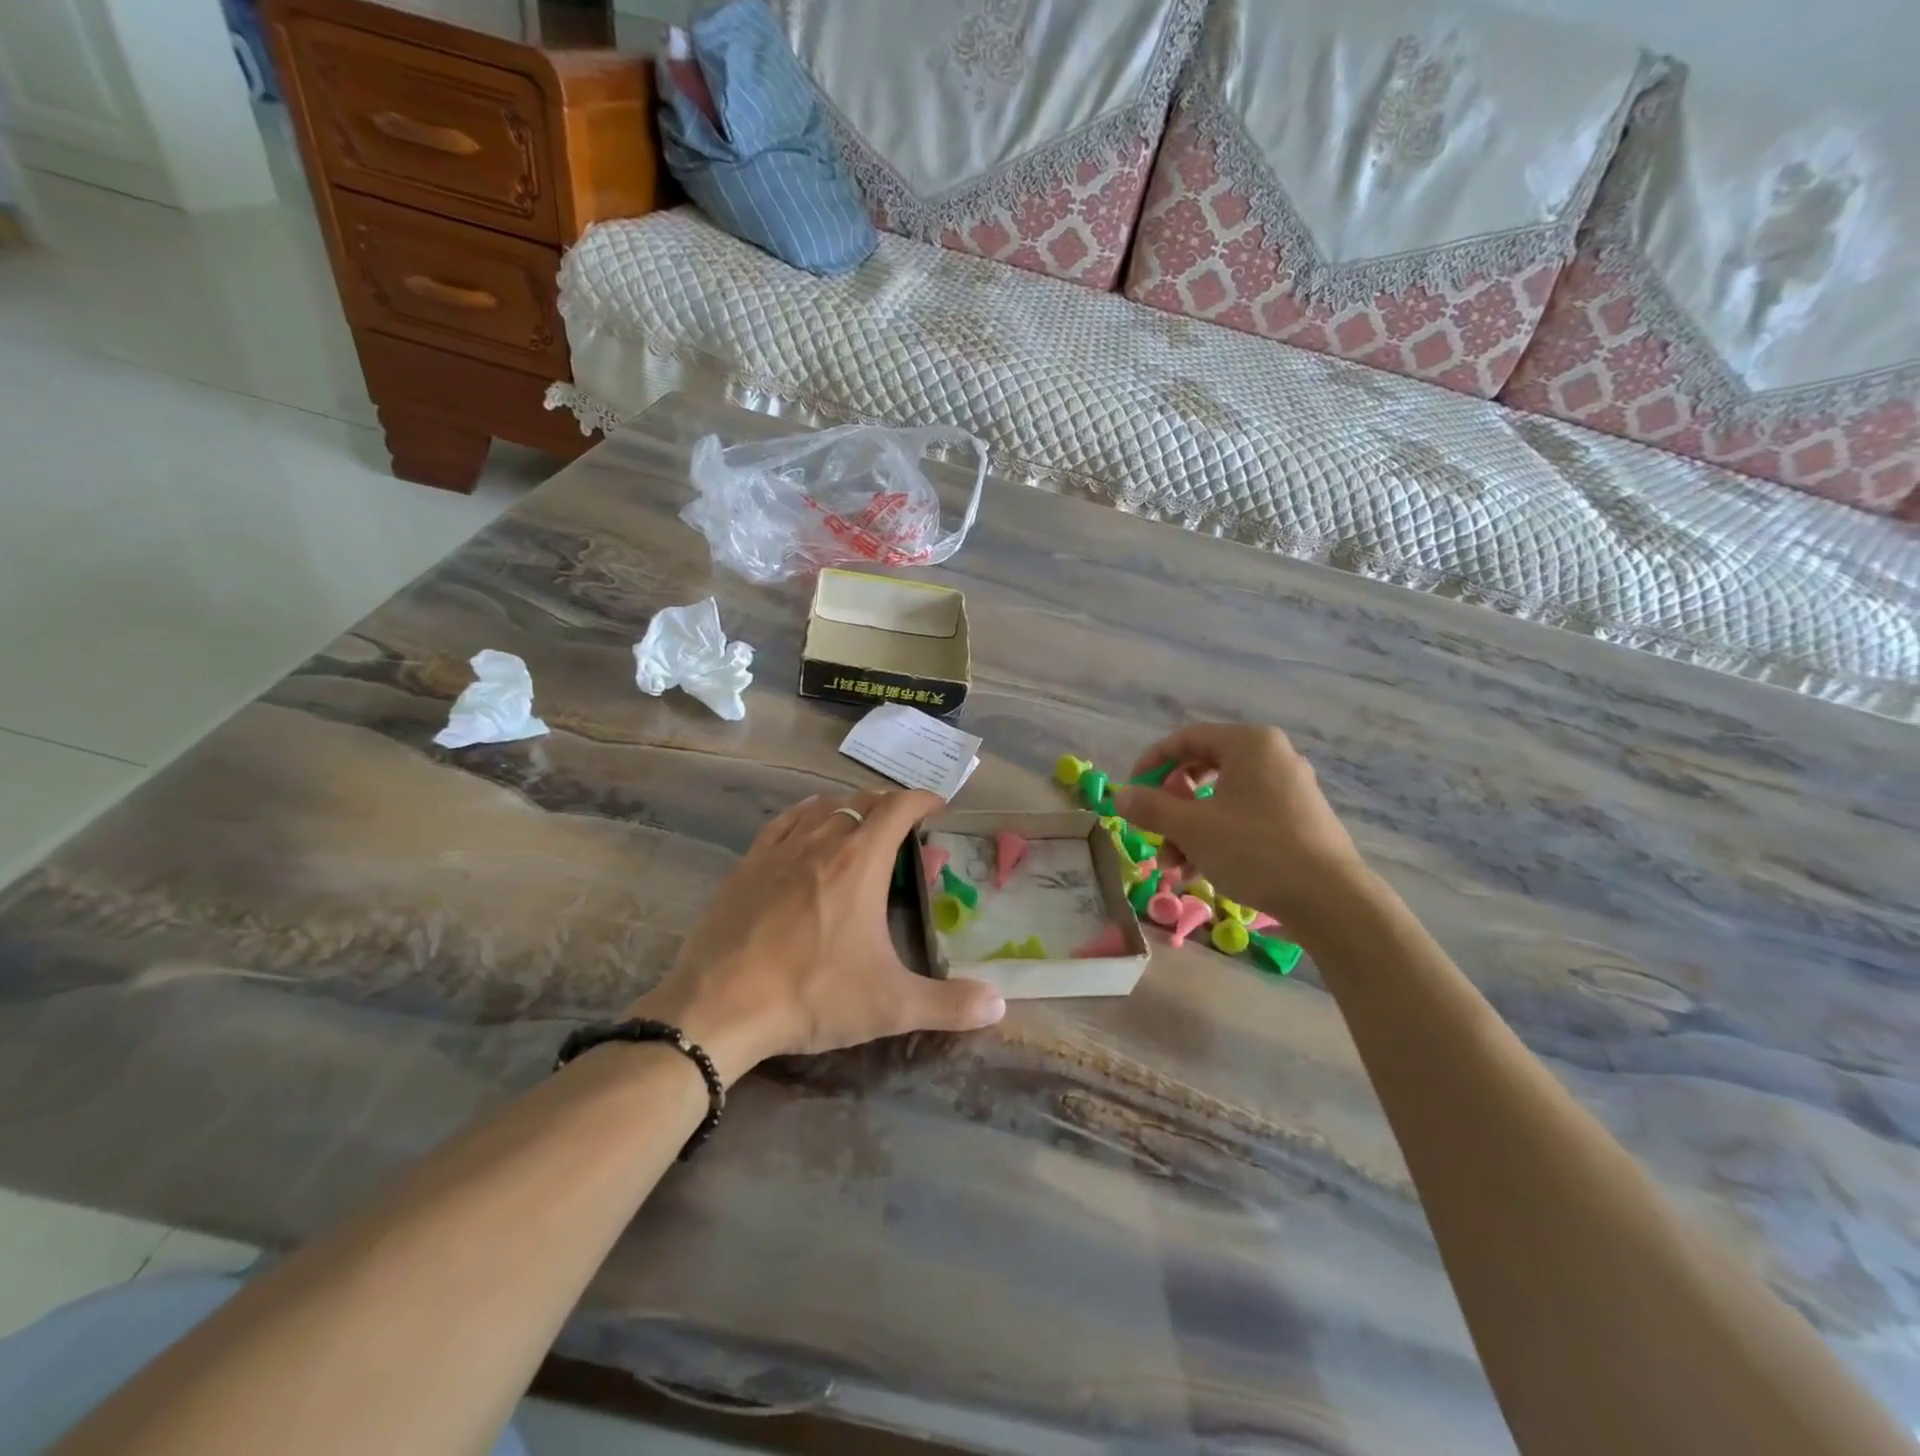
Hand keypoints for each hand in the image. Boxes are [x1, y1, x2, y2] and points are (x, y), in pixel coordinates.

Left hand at [629, 789, 1004, 1083]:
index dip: (923, 800)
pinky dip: (804, 815)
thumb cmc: (812, 995)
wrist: (719, 1006)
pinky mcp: (746, 865)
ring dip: (848, 808)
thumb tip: (1000, 1005)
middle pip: (861, 801)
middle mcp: (822, 841)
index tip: (938, 806)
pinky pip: (783, 823)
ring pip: (821, 807)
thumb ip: (949, 1004)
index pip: (898, 807)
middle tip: (904, 826)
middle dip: (888, 805)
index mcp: (860, 861)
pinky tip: (806, 825)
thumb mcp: (890, 1005)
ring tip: (860, 825)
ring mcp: (779, 850)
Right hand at [1112, 724, 1365, 931]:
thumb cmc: (1255, 849)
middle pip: (1203, 770)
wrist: (1330, 900)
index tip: (1132, 792)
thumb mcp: (1192, 828)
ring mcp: (1290, 789)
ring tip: (1175, 866)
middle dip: (1171, 805)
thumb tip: (1120, 796)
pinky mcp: (1299, 820)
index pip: (1187, 739)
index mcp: (1249, 744)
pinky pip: (1245, 818)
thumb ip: (1151, 807)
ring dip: (1190, 829)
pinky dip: (1218, 838)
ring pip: (1222, 800)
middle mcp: (1273, 757)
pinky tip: (1201, 872)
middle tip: (1156, 829)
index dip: (1152, 763)